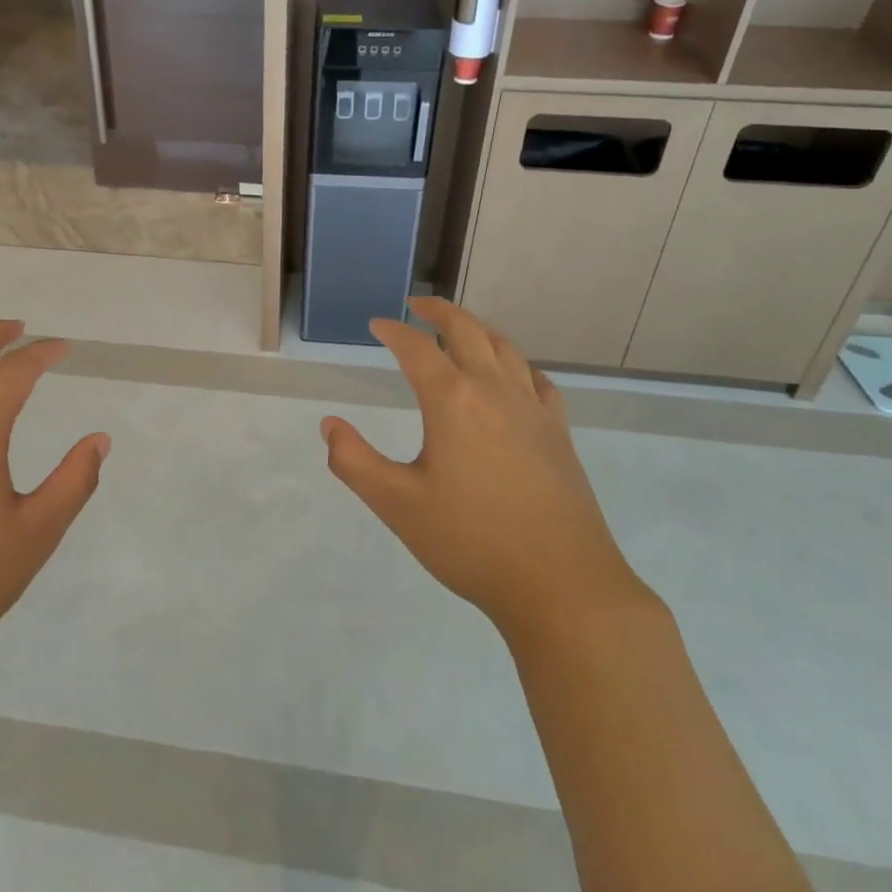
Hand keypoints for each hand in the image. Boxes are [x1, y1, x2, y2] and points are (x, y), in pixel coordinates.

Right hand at [322, 298, 644, 635]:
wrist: (562, 586)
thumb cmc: (471, 542)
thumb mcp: (397, 505)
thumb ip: (354, 461)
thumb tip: (329, 425)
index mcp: (452, 401)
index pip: (417, 349)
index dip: (393, 331)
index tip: (376, 325)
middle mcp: (494, 391)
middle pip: (467, 331)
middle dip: (439, 312)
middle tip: (417, 306)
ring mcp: (533, 410)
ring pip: (505, 349)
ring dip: (478, 329)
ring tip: (460, 329)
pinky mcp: (559, 433)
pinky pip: (536, 380)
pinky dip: (516, 363)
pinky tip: (513, 374)